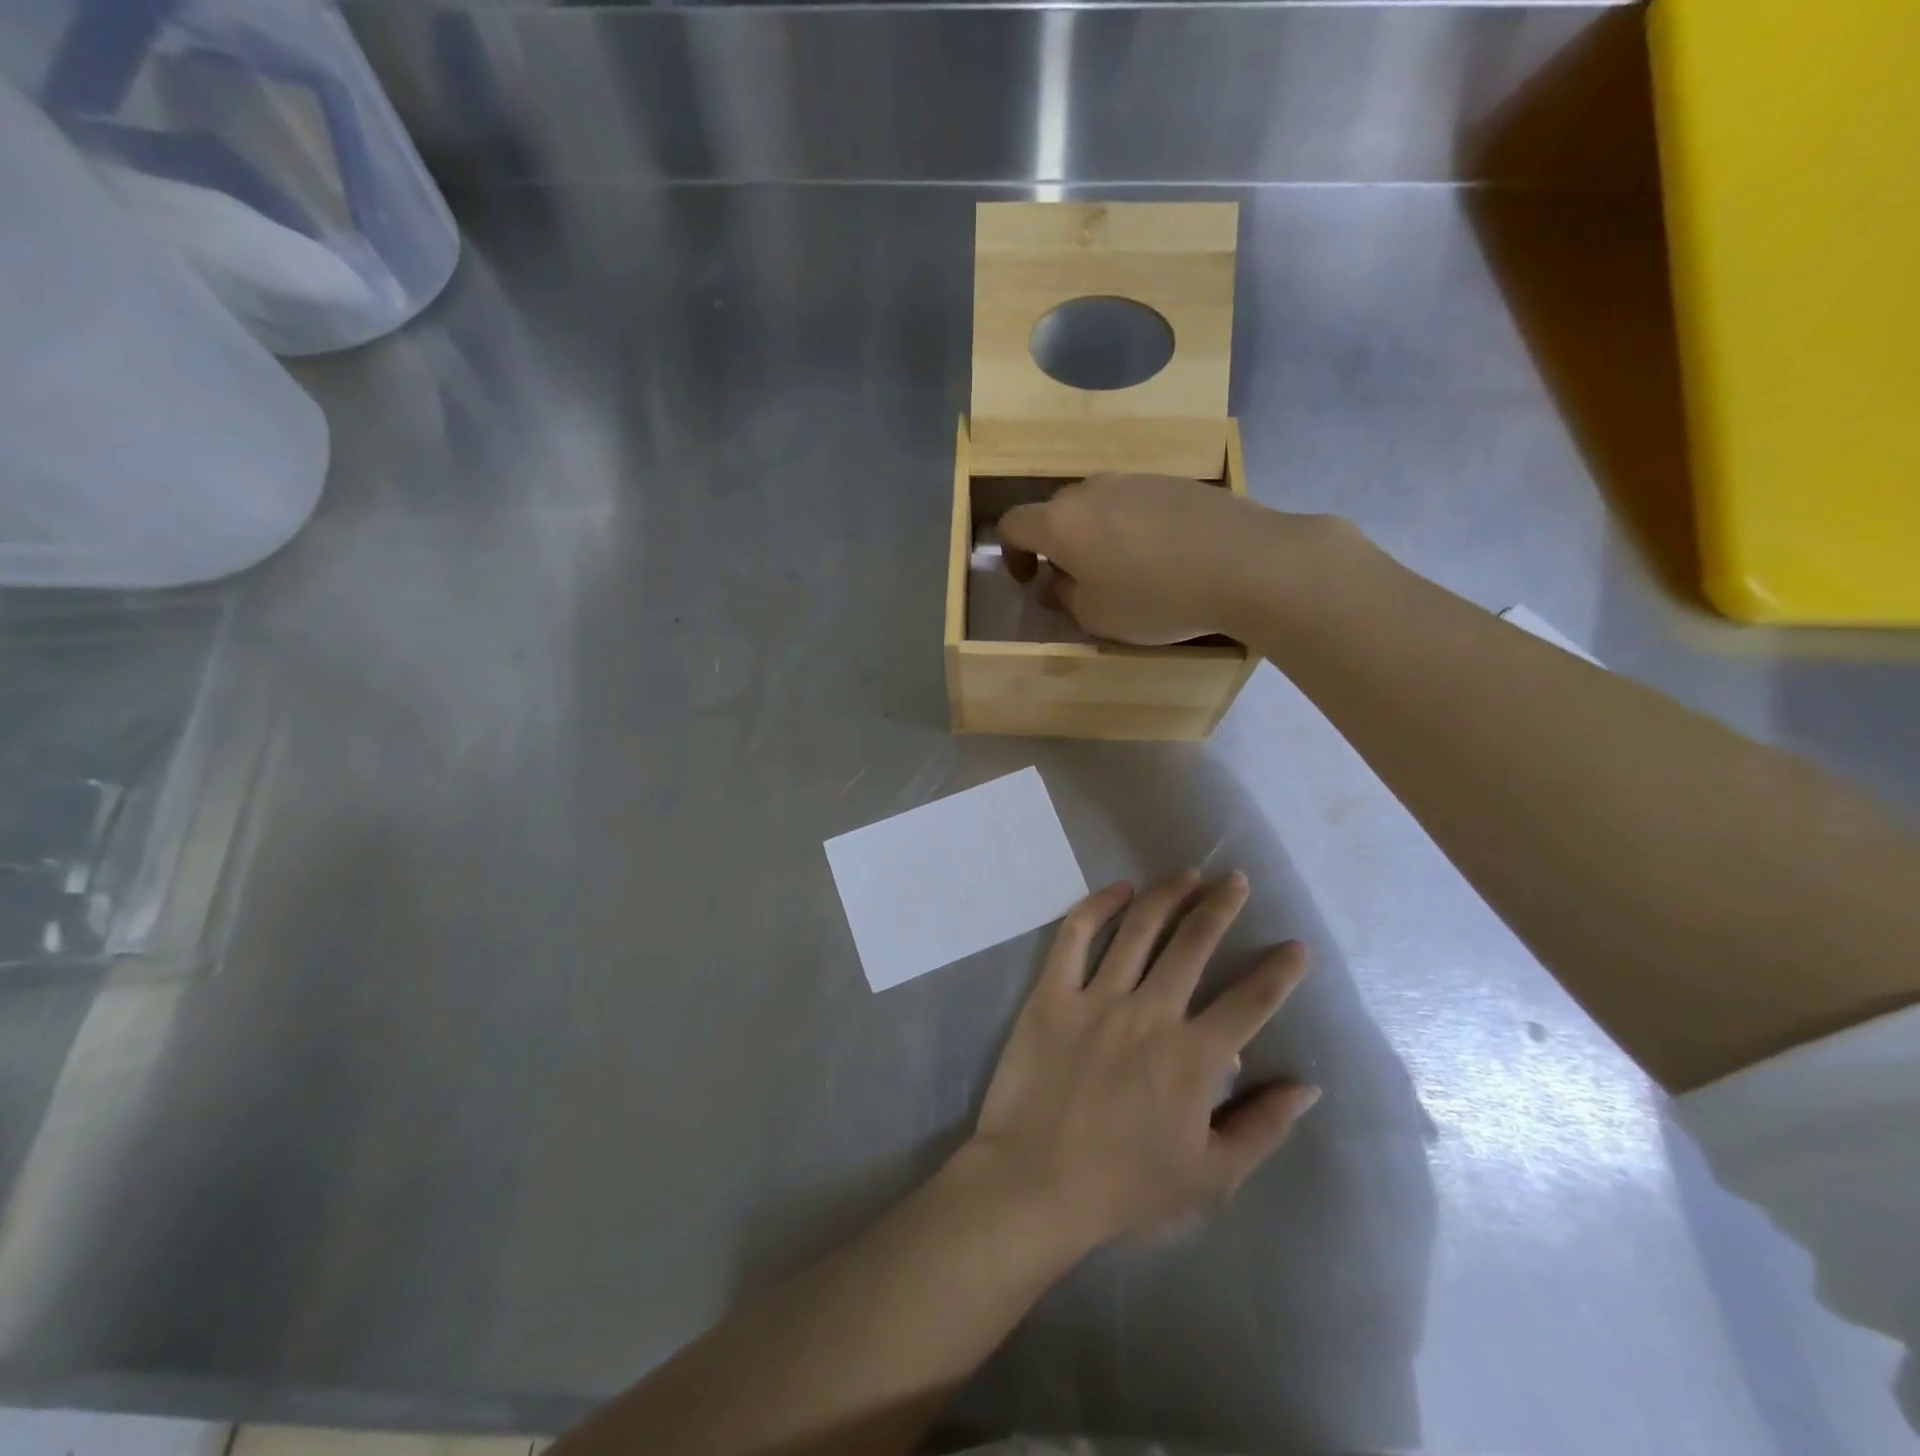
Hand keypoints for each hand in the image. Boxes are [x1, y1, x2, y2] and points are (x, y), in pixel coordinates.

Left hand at [967, 870, 1318, 1249]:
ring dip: (1168, 895)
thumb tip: (1306, 1086)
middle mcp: (1151, 1013)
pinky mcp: (1053, 993)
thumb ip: (1261, 1127)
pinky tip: (1119, 888)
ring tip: (1188, 873)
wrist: (1036, 1182)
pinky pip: (1076, 936)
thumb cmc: (1126, 1187)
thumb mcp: (1210, 1176)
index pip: (1252, 1001)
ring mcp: (1098, 997)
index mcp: (1194, 1057)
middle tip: (1235, 880)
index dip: (1280, 970)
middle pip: (1194, 944)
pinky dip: (1098, 906)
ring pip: (1140, 929)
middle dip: (1220, 907)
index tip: (1296, 946)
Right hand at [997, 475, 1310, 644]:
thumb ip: (1064, 597)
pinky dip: (1132, 526)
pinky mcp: (1175, 481)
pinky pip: (1136, 502)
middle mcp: (1092, 489)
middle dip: (1056, 545)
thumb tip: (1055, 582)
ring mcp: (1137, 478)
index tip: (1028, 580)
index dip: (1010, 554)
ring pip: (1098, 504)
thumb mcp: (1097, 616)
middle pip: (1056, 511)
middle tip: (1076, 580)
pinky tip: (1162, 555)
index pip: (1013, 525)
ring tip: (1123, 569)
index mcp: (1062, 521)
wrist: (1247, 563)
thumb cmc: (1158, 597)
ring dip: (1095, 534)